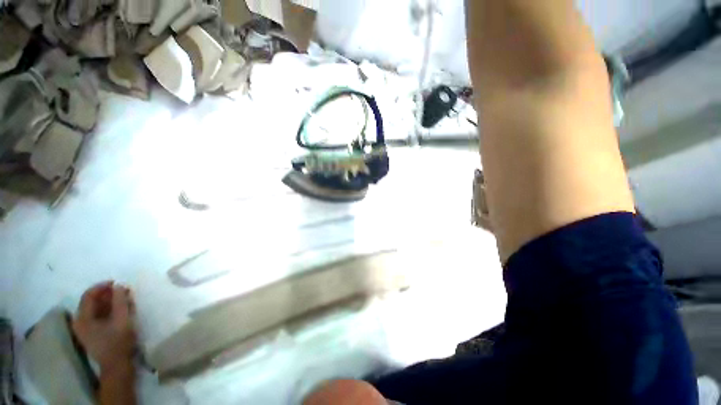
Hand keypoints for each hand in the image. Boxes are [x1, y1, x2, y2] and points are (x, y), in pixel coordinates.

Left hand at [72, 281, 137, 371]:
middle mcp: (80, 322)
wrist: (117, 366)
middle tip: (124, 291)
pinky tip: (121, 309)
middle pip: (92, 302)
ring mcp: (86, 329)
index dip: (102, 286)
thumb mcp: (122, 319)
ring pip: (96, 309)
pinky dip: (109, 310)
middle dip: (108, 294)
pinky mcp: (93, 334)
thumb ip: (120, 301)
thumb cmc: (118, 341)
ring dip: (110, 302)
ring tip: (125, 298)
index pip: (89, 295)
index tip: (117, 283)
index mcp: (82, 318)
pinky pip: (99, 316)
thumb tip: (119, 285)